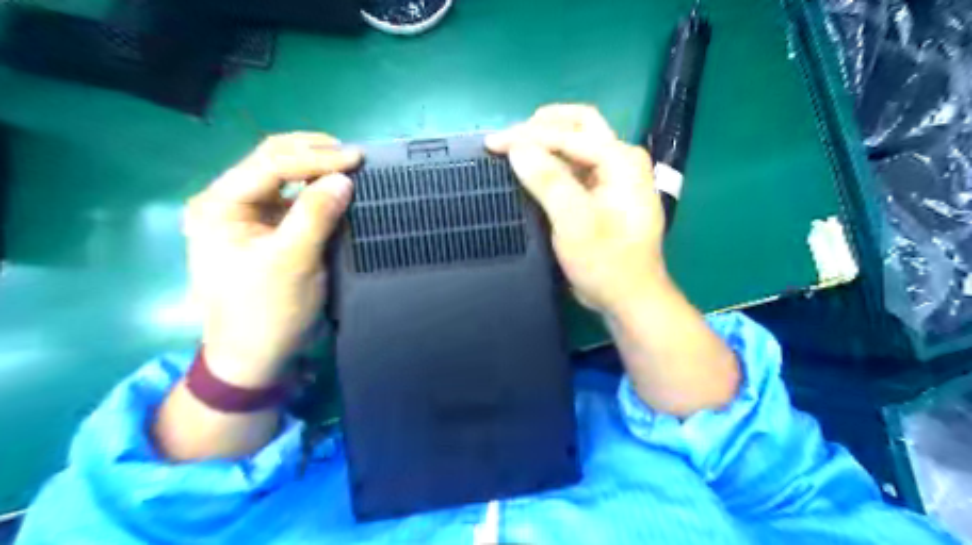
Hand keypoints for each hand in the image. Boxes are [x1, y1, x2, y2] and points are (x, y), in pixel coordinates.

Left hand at [181, 132, 360, 386]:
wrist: (257, 356)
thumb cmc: (266, 311)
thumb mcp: (291, 262)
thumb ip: (315, 215)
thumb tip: (343, 178)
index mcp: (220, 205)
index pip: (270, 163)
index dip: (315, 156)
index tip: (357, 158)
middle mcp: (231, 203)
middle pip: (274, 161)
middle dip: (314, 154)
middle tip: (354, 156)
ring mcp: (251, 217)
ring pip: (286, 178)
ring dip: (318, 170)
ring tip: (350, 166)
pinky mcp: (271, 232)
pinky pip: (297, 201)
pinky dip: (319, 192)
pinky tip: (338, 189)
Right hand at [486, 105, 669, 314]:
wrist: (628, 298)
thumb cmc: (606, 263)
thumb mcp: (575, 222)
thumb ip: (548, 181)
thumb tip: (517, 148)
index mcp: (621, 161)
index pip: (569, 135)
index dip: (528, 136)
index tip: (492, 143)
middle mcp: (621, 160)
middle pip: (579, 125)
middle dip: (541, 126)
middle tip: (508, 136)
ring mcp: (613, 176)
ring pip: (576, 142)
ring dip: (546, 141)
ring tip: (515, 147)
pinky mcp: (603, 192)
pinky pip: (574, 165)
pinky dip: (551, 161)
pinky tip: (533, 167)